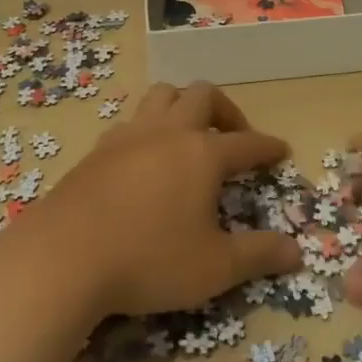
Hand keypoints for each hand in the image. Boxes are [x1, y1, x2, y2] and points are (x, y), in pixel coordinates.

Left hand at [32, 81, 301, 318]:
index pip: (247, 143)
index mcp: (203, 153)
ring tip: (190, 134)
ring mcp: (130, 134)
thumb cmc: (149, 259)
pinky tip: (146, 157)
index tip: (281, 150)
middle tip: (234, 138)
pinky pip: (133, 120)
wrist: (64, 256)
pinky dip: (150, 128)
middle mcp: (169, 132)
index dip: (267, 147)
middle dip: (226, 111)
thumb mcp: (214, 267)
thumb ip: (258, 255)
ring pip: (163, 94)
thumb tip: (297, 252)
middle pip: (203, 96)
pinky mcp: (99, 148)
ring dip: (184, 105)